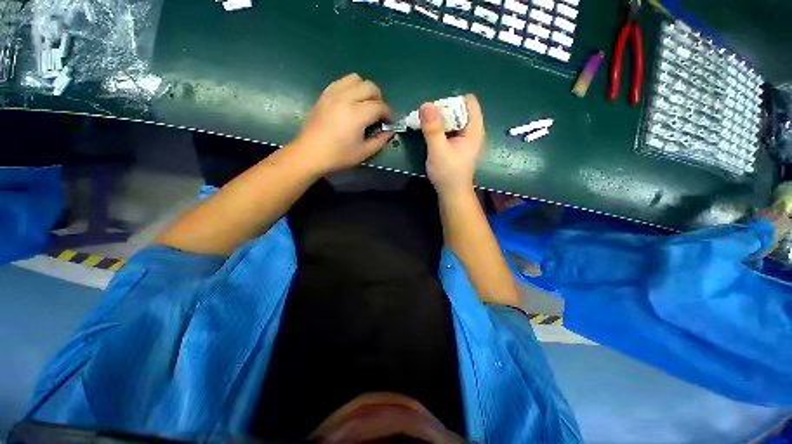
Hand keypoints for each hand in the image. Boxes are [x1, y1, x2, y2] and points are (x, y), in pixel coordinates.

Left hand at [293, 74, 392, 173]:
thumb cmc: (338, 156)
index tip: (388, 122)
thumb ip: (379, 141)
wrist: (310, 153)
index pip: (379, 106)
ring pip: (355, 79)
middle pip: (370, 86)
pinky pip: (341, 82)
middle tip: (377, 113)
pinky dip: (350, 87)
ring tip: (364, 104)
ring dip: (364, 89)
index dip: (388, 113)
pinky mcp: (324, 94)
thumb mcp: (363, 153)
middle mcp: (346, 98)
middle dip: (379, 99)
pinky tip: (350, 102)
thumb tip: (389, 132)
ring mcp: (333, 94)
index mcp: (357, 114)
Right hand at [420, 94, 484, 196]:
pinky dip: (440, 129)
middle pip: (460, 109)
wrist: (452, 193)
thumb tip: (426, 104)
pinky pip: (450, 130)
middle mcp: (472, 131)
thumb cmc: (448, 174)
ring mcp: (465, 139)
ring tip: (426, 127)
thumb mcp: (438, 150)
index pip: (469, 102)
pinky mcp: (458, 146)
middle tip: (428, 121)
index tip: (437, 113)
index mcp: (474, 129)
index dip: (453, 101)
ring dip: (439, 120)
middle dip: (443, 111)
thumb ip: (433, 129)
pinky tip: (431, 136)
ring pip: (454, 120)